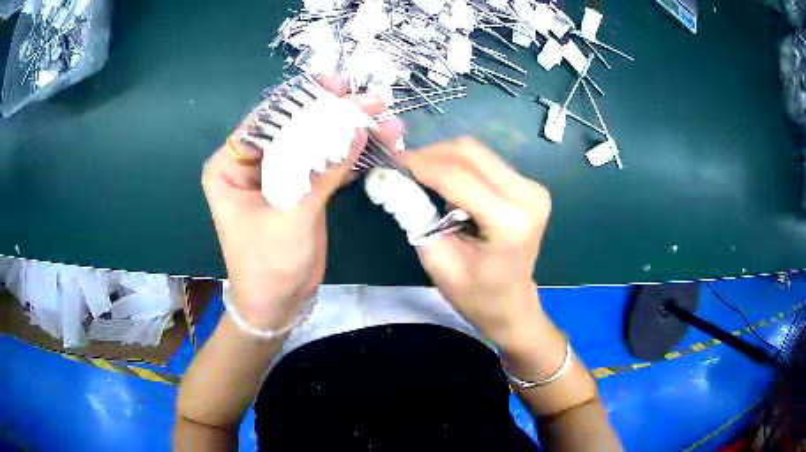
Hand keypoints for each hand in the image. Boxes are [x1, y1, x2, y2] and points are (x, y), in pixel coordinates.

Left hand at [202, 74, 401, 330]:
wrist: (278, 304)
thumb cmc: (268, 264)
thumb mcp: (291, 216)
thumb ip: (323, 172)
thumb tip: (356, 127)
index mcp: (231, 164)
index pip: (268, 118)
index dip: (304, 99)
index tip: (339, 84)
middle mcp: (252, 163)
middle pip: (296, 126)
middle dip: (335, 114)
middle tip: (373, 101)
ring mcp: (279, 174)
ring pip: (316, 142)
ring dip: (351, 133)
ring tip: (387, 123)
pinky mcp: (302, 188)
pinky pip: (327, 163)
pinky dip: (353, 155)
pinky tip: (380, 144)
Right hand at [400, 138, 550, 342]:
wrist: (511, 305)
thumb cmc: (475, 295)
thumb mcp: (438, 260)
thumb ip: (414, 215)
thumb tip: (389, 177)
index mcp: (510, 221)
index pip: (457, 176)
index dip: (419, 164)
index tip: (390, 163)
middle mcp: (529, 196)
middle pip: (470, 153)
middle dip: (430, 154)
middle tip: (402, 167)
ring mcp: (533, 188)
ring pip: (478, 152)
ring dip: (443, 157)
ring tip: (419, 174)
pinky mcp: (529, 186)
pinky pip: (486, 162)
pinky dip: (459, 165)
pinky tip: (444, 181)